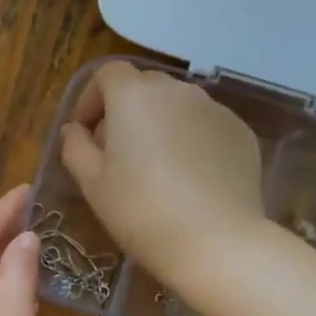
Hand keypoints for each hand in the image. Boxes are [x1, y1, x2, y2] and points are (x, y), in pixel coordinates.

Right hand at [60, 61, 267, 288]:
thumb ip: (75, 148)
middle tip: (115, 154)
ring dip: (158, 125)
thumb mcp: (92, 184)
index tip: (84, 133)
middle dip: (123, 111)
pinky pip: (204, 126)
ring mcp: (215, 109)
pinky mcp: (240, 132)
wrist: (215, 241)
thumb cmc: (140, 211)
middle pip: (143, 86)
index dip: (90, 99)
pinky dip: (189, 141)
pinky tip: (187, 180)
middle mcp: (177, 90)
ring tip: (153, 168)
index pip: (106, 73)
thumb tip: (75, 130)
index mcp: (134, 96)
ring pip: (176, 106)